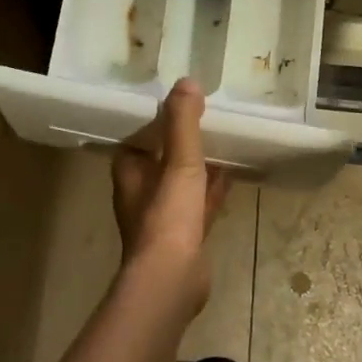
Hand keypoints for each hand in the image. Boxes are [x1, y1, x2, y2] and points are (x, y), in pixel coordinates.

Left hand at [111, 79, 230, 310]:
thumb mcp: (179, 161)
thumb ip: (182, 121)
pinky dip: (211, 190)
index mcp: (130, 171)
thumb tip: (187, 81)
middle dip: (181, 142)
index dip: (158, 122)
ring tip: (223, 142)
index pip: (139, 137)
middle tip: (207, 119)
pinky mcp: (182, 237)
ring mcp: (161, 217)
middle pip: (161, 159)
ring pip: (180, 182)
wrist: (172, 280)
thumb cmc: (168, 216)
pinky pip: (197, 204)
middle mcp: (140, 192)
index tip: (182, 105)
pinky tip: (231, 178)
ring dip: (198, 166)